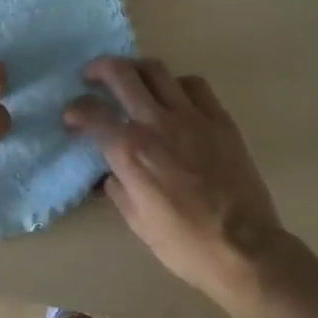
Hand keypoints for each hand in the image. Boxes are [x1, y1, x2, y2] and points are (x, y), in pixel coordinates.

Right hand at [64, 57, 286, 305]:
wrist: (245, 248)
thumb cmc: (185, 243)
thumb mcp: (136, 220)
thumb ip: (118, 186)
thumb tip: (111, 171)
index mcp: (130, 151)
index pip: (92, 112)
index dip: (75, 109)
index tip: (72, 116)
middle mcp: (156, 123)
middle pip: (121, 74)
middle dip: (99, 69)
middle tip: (92, 75)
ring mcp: (191, 116)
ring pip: (156, 70)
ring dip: (136, 69)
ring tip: (131, 80)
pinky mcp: (219, 119)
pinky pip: (193, 85)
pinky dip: (176, 84)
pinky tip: (174, 98)